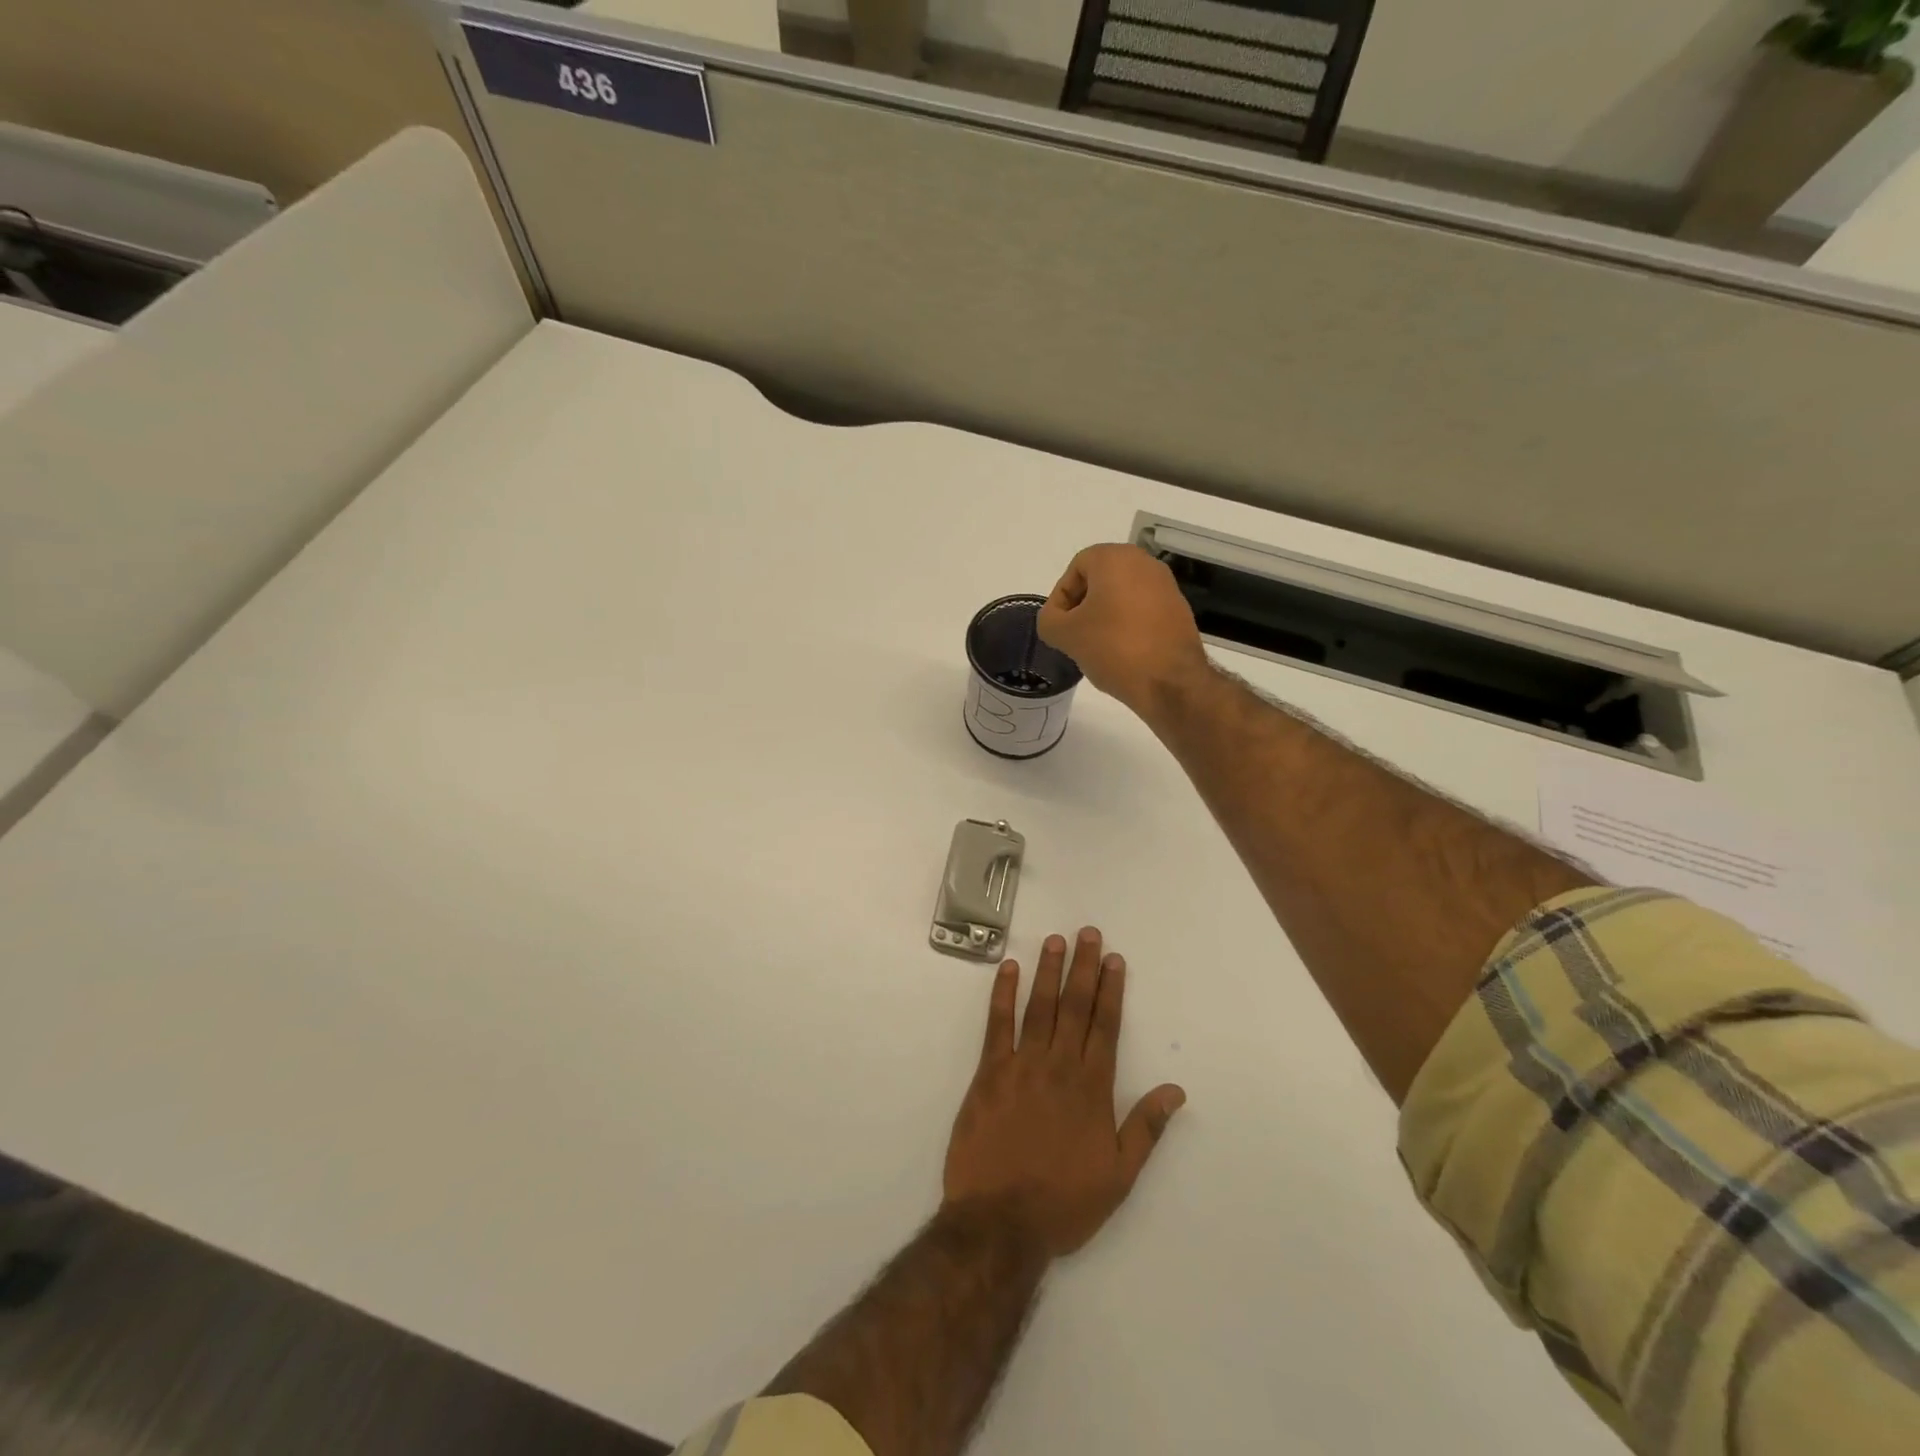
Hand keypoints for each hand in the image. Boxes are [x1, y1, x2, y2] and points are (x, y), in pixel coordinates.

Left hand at [943, 928, 1186, 1257]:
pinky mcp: (988, 1073)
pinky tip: (1009, 969)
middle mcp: (1059, 1066)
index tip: (1114, 959)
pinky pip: (997, 1025)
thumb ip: (1147, 1127)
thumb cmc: (1064, 1202)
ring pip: (1039, 1007)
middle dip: (1082, 967)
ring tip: (1054, 940)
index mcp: (1092, 1087)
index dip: (1111, 990)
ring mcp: (1022, 1065)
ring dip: (1048, 971)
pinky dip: (1003, 994)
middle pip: (1074, 1006)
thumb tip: (1176, 1090)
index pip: (1106, 1025)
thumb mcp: (1120, 1175)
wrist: (1001, 1222)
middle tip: (1087, 933)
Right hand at [1037, 544, 1209, 718]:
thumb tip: (1057, 620)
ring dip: (1104, 617)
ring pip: (1121, 596)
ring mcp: (1166, 586)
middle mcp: (1144, 562)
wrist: (1170, 682)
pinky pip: (1142, 611)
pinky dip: (1127, 626)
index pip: (1075, 568)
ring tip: (1096, 648)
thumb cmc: (1113, 648)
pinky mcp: (1179, 610)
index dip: (1061, 598)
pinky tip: (1122, 653)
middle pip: (1100, 580)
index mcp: (1115, 558)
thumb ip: (1049, 620)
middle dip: (1082, 607)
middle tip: (1074, 636)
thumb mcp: (1064, 635)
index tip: (1059, 627)